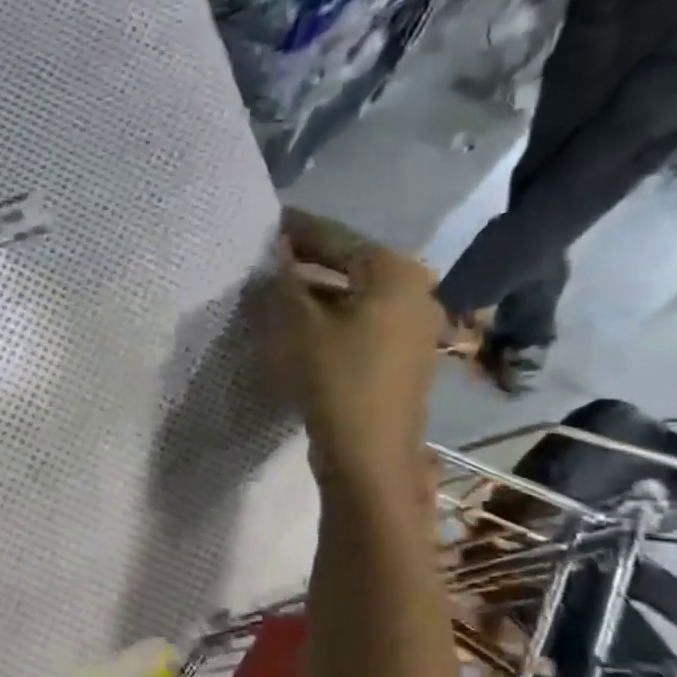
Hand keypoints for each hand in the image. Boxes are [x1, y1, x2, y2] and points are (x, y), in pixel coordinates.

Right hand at [253, 210, 442, 491]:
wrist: (369, 453)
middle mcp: (414, 291)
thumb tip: (271, 253)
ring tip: (272, 294)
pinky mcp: (401, 359)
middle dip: (304, 262)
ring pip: (351, 297)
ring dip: (313, 294)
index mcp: (394, 271)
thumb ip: (280, 279)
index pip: (335, 236)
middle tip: (262, 260)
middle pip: (348, 265)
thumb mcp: (294, 322)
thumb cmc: (334, 376)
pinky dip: (328, 319)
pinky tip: (296, 329)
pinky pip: (358, 324)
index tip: (262, 222)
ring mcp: (412, 327)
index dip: (294, 229)